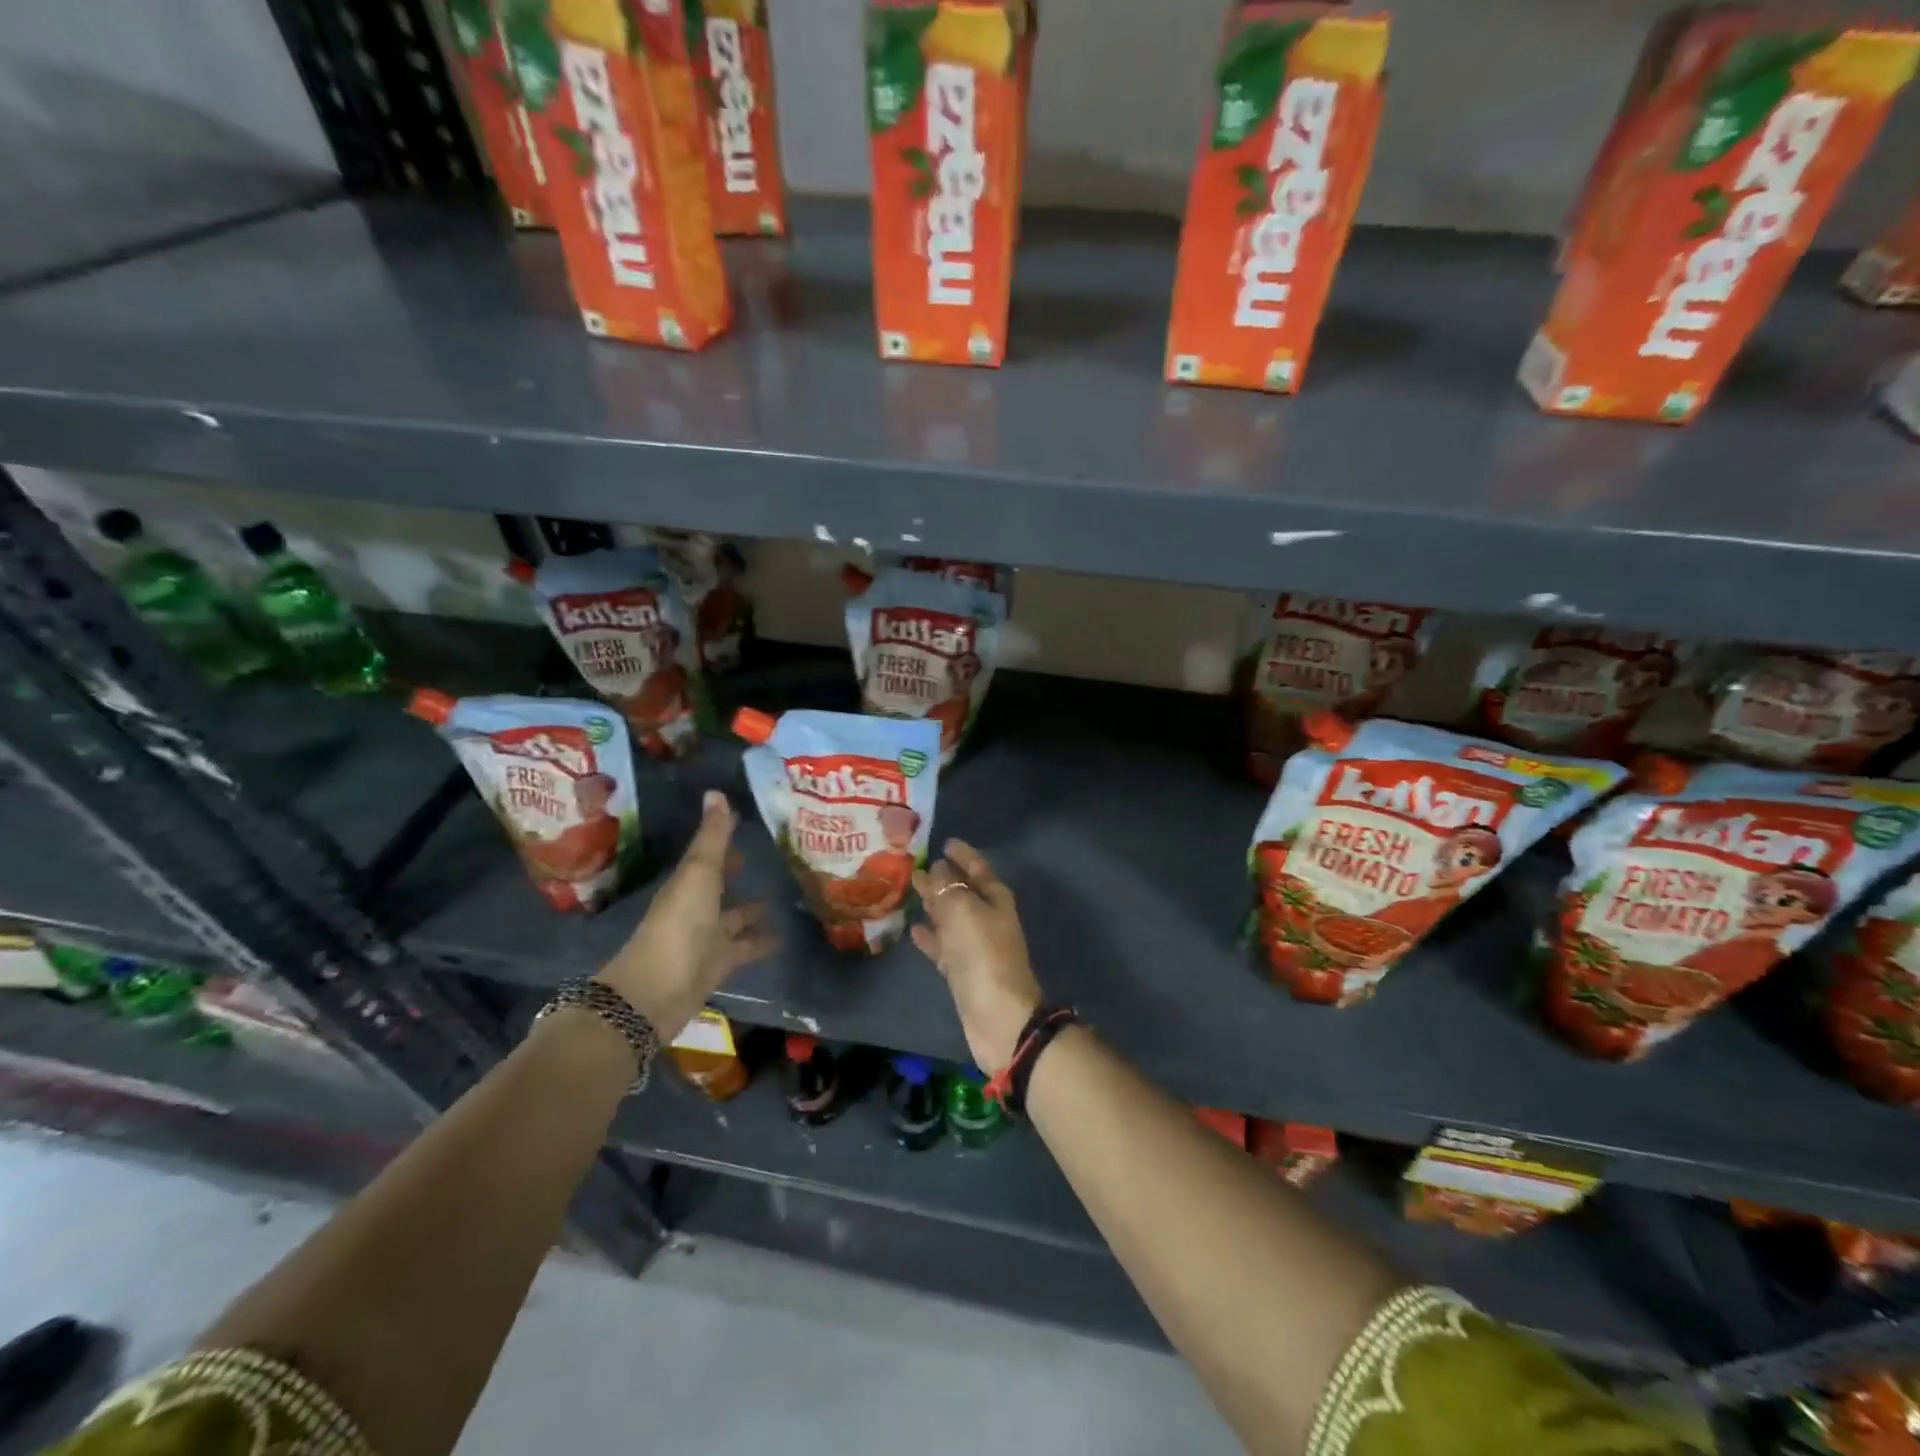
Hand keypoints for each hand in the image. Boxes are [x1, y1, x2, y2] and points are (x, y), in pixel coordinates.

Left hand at [598, 791, 777, 1037]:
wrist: (657, 991)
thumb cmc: (679, 924)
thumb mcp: (699, 873)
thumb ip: (713, 838)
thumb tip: (716, 792)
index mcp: (688, 882)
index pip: (708, 854)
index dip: (724, 839)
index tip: (747, 822)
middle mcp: (696, 907)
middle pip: (720, 885)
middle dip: (738, 873)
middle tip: (771, 859)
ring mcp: (707, 938)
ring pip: (734, 918)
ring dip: (753, 910)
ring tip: (784, 897)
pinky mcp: (719, 965)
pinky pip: (744, 948)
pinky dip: (761, 942)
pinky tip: (784, 937)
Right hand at [911, 840, 1041, 1070]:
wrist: (997, 1014)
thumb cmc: (982, 953)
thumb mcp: (963, 910)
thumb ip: (946, 887)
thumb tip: (936, 869)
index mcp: (995, 898)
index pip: (978, 867)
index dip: (963, 854)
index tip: (945, 842)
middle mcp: (987, 918)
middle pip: (963, 891)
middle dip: (943, 878)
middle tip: (917, 864)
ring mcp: (975, 945)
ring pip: (951, 917)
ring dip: (934, 904)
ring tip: (911, 890)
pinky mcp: (962, 970)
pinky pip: (943, 944)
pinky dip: (930, 935)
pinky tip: (912, 928)